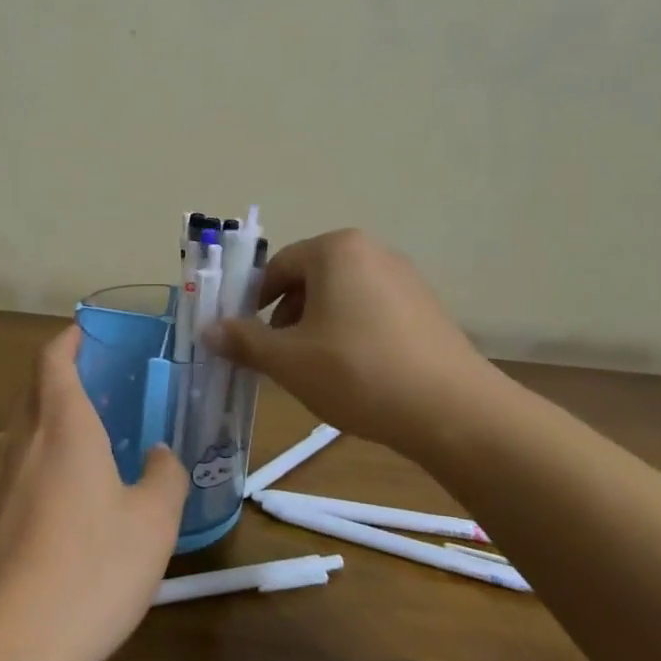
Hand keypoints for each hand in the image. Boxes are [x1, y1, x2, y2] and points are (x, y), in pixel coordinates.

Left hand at [0, 326, 188, 660]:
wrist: (2, 647)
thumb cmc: (89, 569)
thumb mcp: (153, 523)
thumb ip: (164, 476)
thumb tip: (158, 453)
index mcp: (61, 425)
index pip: (53, 359)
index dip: (67, 340)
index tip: (83, 333)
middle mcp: (17, 440)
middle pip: (32, 392)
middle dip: (59, 382)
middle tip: (96, 394)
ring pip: (17, 434)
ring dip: (44, 428)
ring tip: (79, 454)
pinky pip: (5, 475)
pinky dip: (29, 471)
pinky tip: (52, 512)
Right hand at [207, 229, 505, 455]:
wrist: (453, 411)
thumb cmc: (357, 372)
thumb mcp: (288, 360)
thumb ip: (243, 340)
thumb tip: (207, 329)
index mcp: (335, 249)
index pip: (277, 268)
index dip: (253, 304)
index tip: (246, 339)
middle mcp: (372, 251)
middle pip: (310, 280)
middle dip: (287, 319)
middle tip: (281, 360)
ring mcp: (405, 278)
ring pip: (341, 298)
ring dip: (318, 329)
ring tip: (318, 372)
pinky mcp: (427, 308)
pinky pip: (372, 312)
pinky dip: (352, 335)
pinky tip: (356, 375)